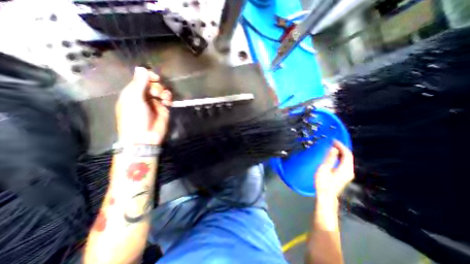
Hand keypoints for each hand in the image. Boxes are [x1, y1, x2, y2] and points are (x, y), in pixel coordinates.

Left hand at [115, 67, 171, 144]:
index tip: (155, 78)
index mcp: (132, 92)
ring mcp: (154, 103)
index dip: (148, 76)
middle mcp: (144, 96)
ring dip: (164, 92)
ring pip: (161, 91)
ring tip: (163, 98)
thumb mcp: (134, 99)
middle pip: (153, 84)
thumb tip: (141, 68)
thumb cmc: (134, 117)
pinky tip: (167, 102)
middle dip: (156, 86)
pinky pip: (167, 99)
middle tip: (156, 93)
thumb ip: (138, 83)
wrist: (145, 136)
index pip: (141, 79)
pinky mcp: (164, 109)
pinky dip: (168, 98)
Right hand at [316, 141, 352, 199]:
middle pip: (348, 156)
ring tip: (331, 147)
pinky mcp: (344, 175)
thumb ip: (330, 158)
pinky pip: (344, 163)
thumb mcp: (324, 169)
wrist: (326, 195)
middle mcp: (349, 171)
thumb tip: (334, 148)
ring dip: (340, 152)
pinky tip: (333, 155)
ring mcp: (348, 174)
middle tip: (332, 142)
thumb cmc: (323, 182)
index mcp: (345, 169)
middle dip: (341, 148)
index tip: (333, 140)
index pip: (347, 154)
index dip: (341, 146)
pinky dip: (339, 157)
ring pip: (347, 159)